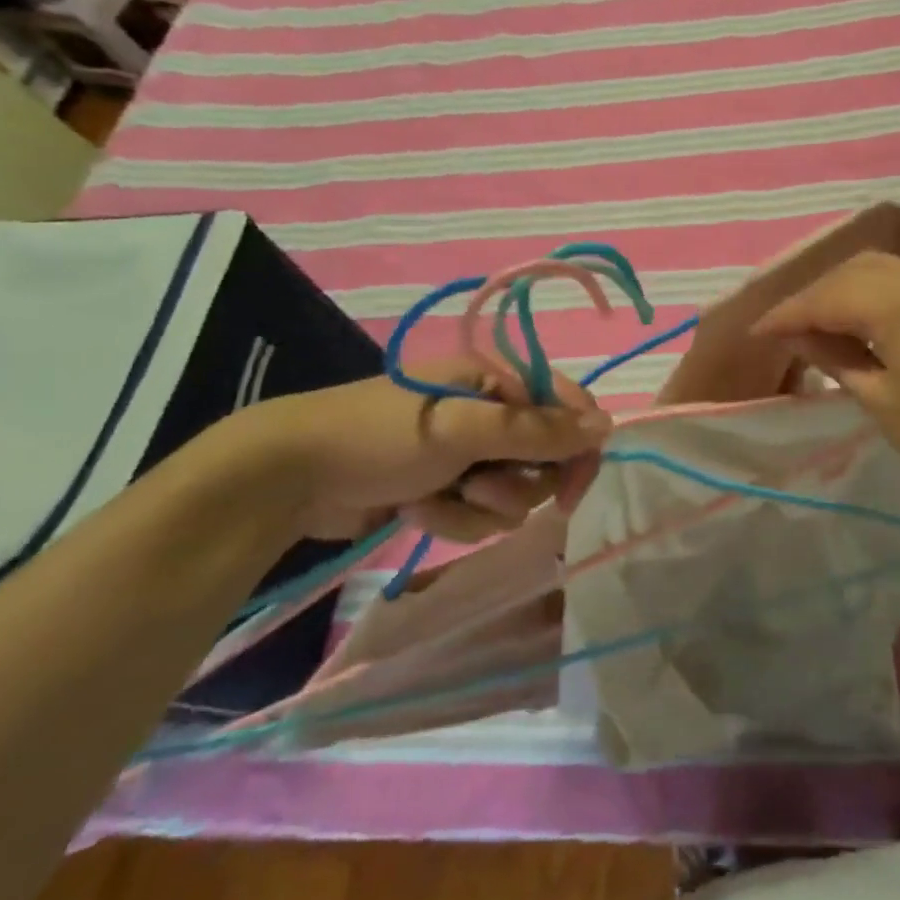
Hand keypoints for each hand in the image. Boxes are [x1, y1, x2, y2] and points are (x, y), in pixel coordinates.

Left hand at [221, 359, 612, 542]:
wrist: (291, 476)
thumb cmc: (382, 435)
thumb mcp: (463, 428)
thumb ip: (537, 431)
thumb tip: (607, 425)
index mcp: (497, 381)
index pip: (566, 409)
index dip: (577, 448)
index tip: (571, 490)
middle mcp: (489, 414)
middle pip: (544, 460)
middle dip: (514, 483)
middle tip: (478, 487)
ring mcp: (466, 454)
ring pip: (512, 495)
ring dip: (477, 506)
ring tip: (433, 498)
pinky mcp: (444, 489)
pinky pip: (477, 516)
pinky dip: (450, 519)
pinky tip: (413, 510)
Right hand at [750, 250, 899, 499]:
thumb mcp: (883, 401)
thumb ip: (837, 358)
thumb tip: (800, 335)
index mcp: (895, 302)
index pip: (825, 297)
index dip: (787, 315)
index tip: (758, 333)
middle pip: (849, 272)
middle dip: (812, 295)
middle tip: (787, 328)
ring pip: (876, 266)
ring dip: (842, 287)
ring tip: (820, 319)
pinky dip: (872, 286)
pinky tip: (864, 311)